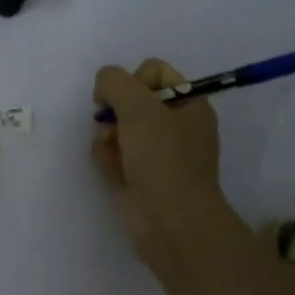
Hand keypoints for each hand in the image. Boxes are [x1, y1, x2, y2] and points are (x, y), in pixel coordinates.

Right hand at [92, 58, 236, 282]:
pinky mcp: (143, 177)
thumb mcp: (137, 105)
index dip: (132, 79)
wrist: (172, 223)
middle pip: (132, 100)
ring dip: (107, 136)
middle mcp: (178, 125)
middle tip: (112, 126)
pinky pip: (117, 155)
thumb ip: (114, 81)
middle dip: (114, 111)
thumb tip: (104, 86)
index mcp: (190, 103)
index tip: (125, 100)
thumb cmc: (162, 158)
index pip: (153, 71)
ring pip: (120, 127)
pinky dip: (109, 159)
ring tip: (110, 152)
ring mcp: (160, 154)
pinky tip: (111, 170)